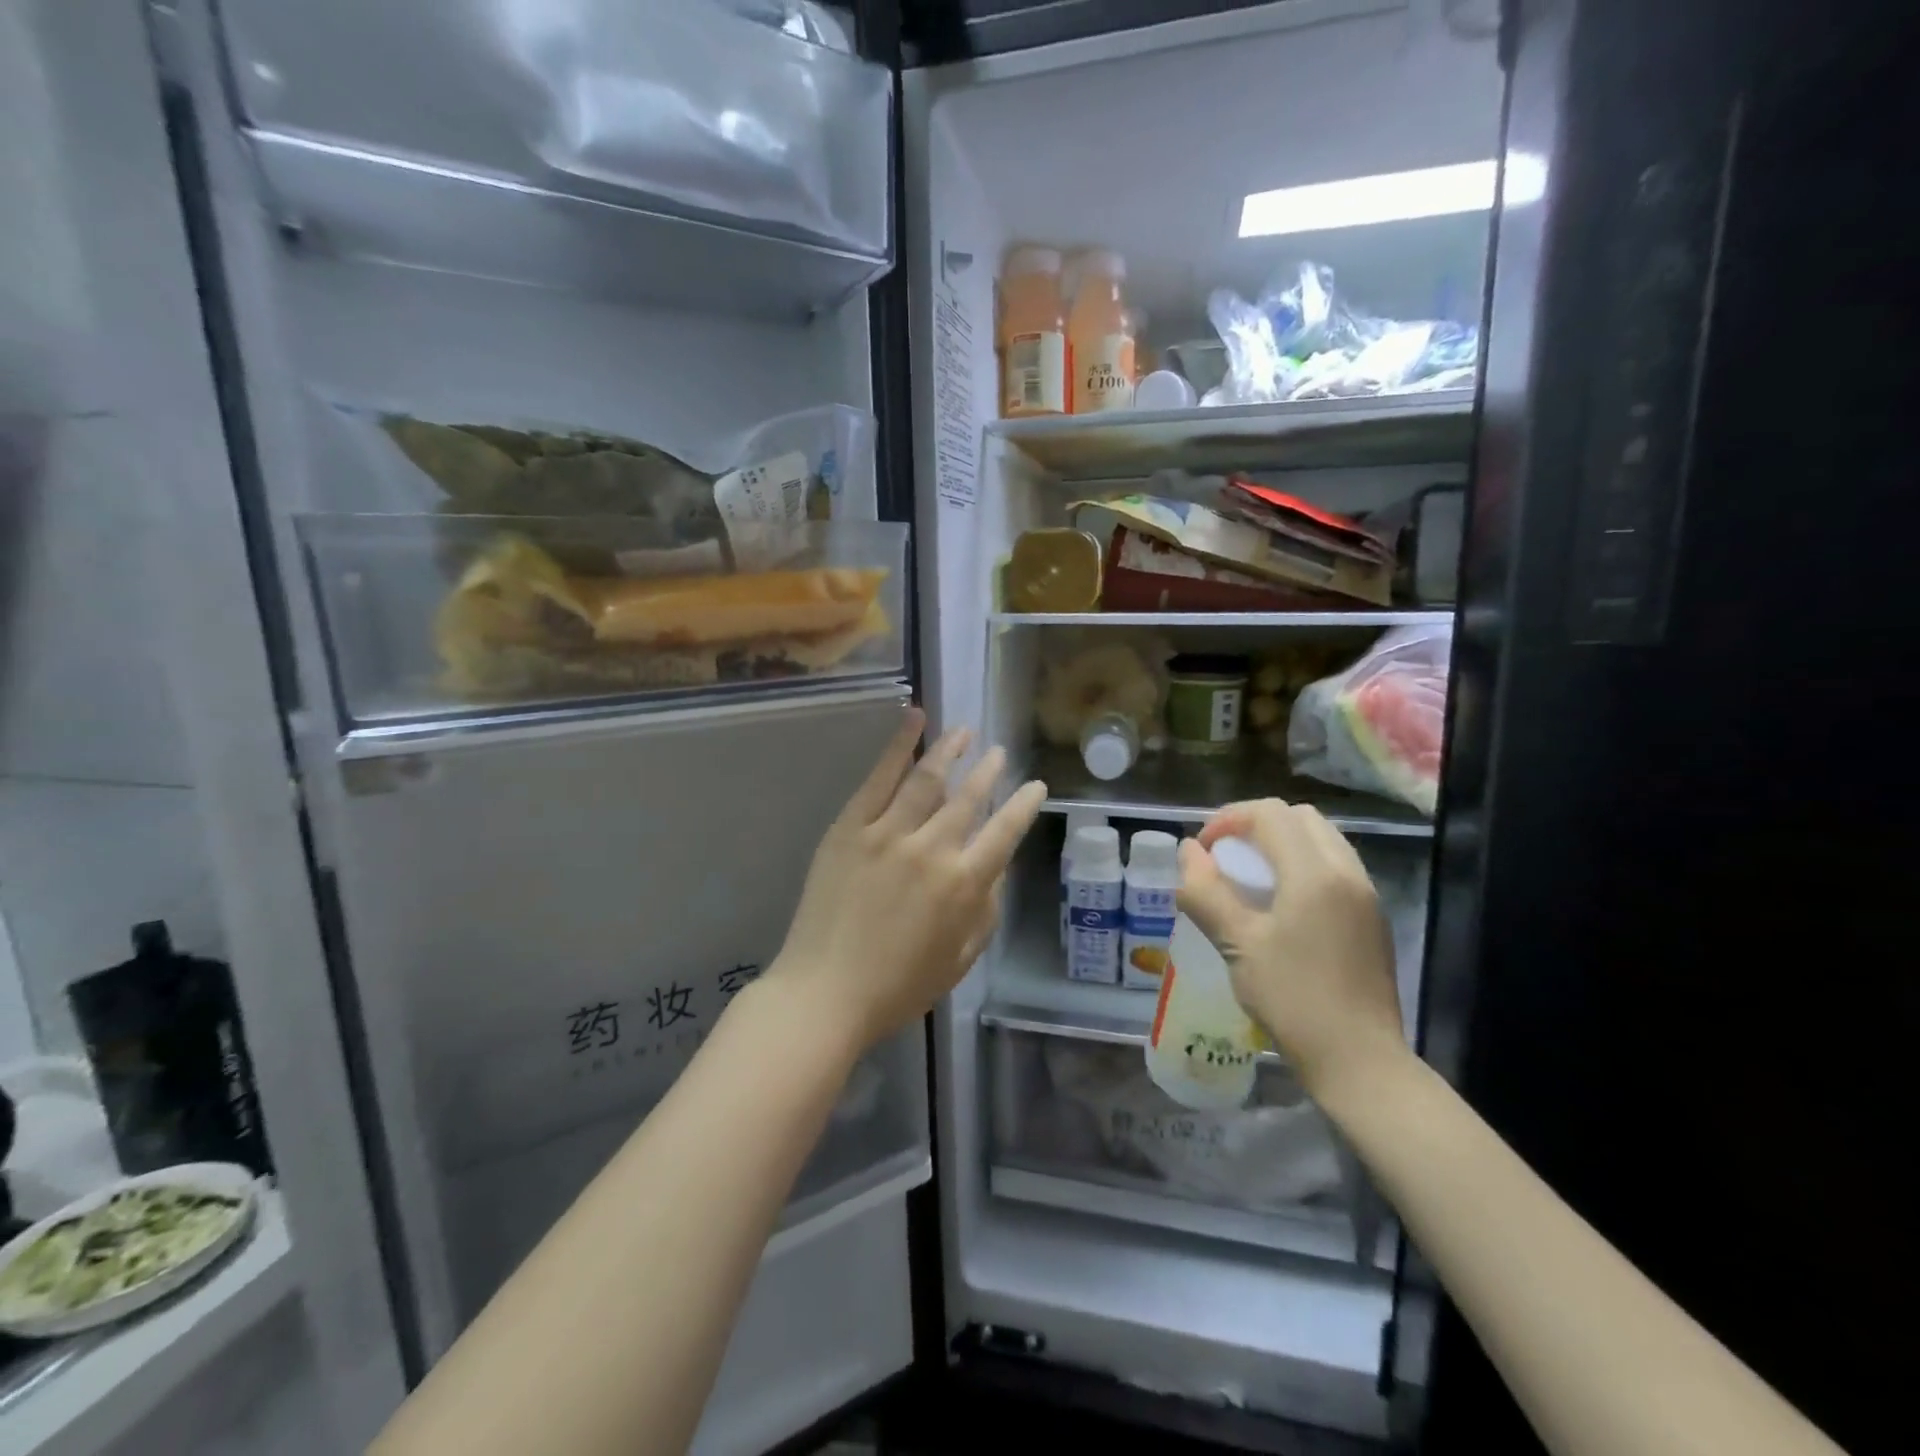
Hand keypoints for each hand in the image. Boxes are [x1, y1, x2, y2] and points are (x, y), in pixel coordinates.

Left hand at [770, 708, 1047, 1056]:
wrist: (825, 993)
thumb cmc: (897, 988)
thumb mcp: (960, 960)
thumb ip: (984, 911)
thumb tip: (994, 869)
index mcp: (963, 885)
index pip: (1005, 832)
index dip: (1024, 805)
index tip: (1036, 786)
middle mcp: (931, 850)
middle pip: (969, 797)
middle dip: (989, 771)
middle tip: (998, 752)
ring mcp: (887, 833)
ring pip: (927, 778)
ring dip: (951, 750)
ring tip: (964, 732)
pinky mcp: (850, 827)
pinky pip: (878, 778)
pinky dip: (899, 744)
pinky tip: (914, 719)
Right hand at [1176, 799, 1405, 1097]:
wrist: (1361, 1062)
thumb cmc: (1293, 1000)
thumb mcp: (1237, 944)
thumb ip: (1207, 891)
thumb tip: (1187, 852)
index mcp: (1315, 873)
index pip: (1270, 813)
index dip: (1228, 819)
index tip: (1203, 851)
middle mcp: (1347, 872)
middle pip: (1299, 817)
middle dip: (1255, 825)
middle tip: (1225, 857)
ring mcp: (1366, 895)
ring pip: (1321, 840)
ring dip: (1281, 844)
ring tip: (1249, 880)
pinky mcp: (1372, 919)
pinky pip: (1334, 868)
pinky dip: (1302, 866)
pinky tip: (1280, 906)